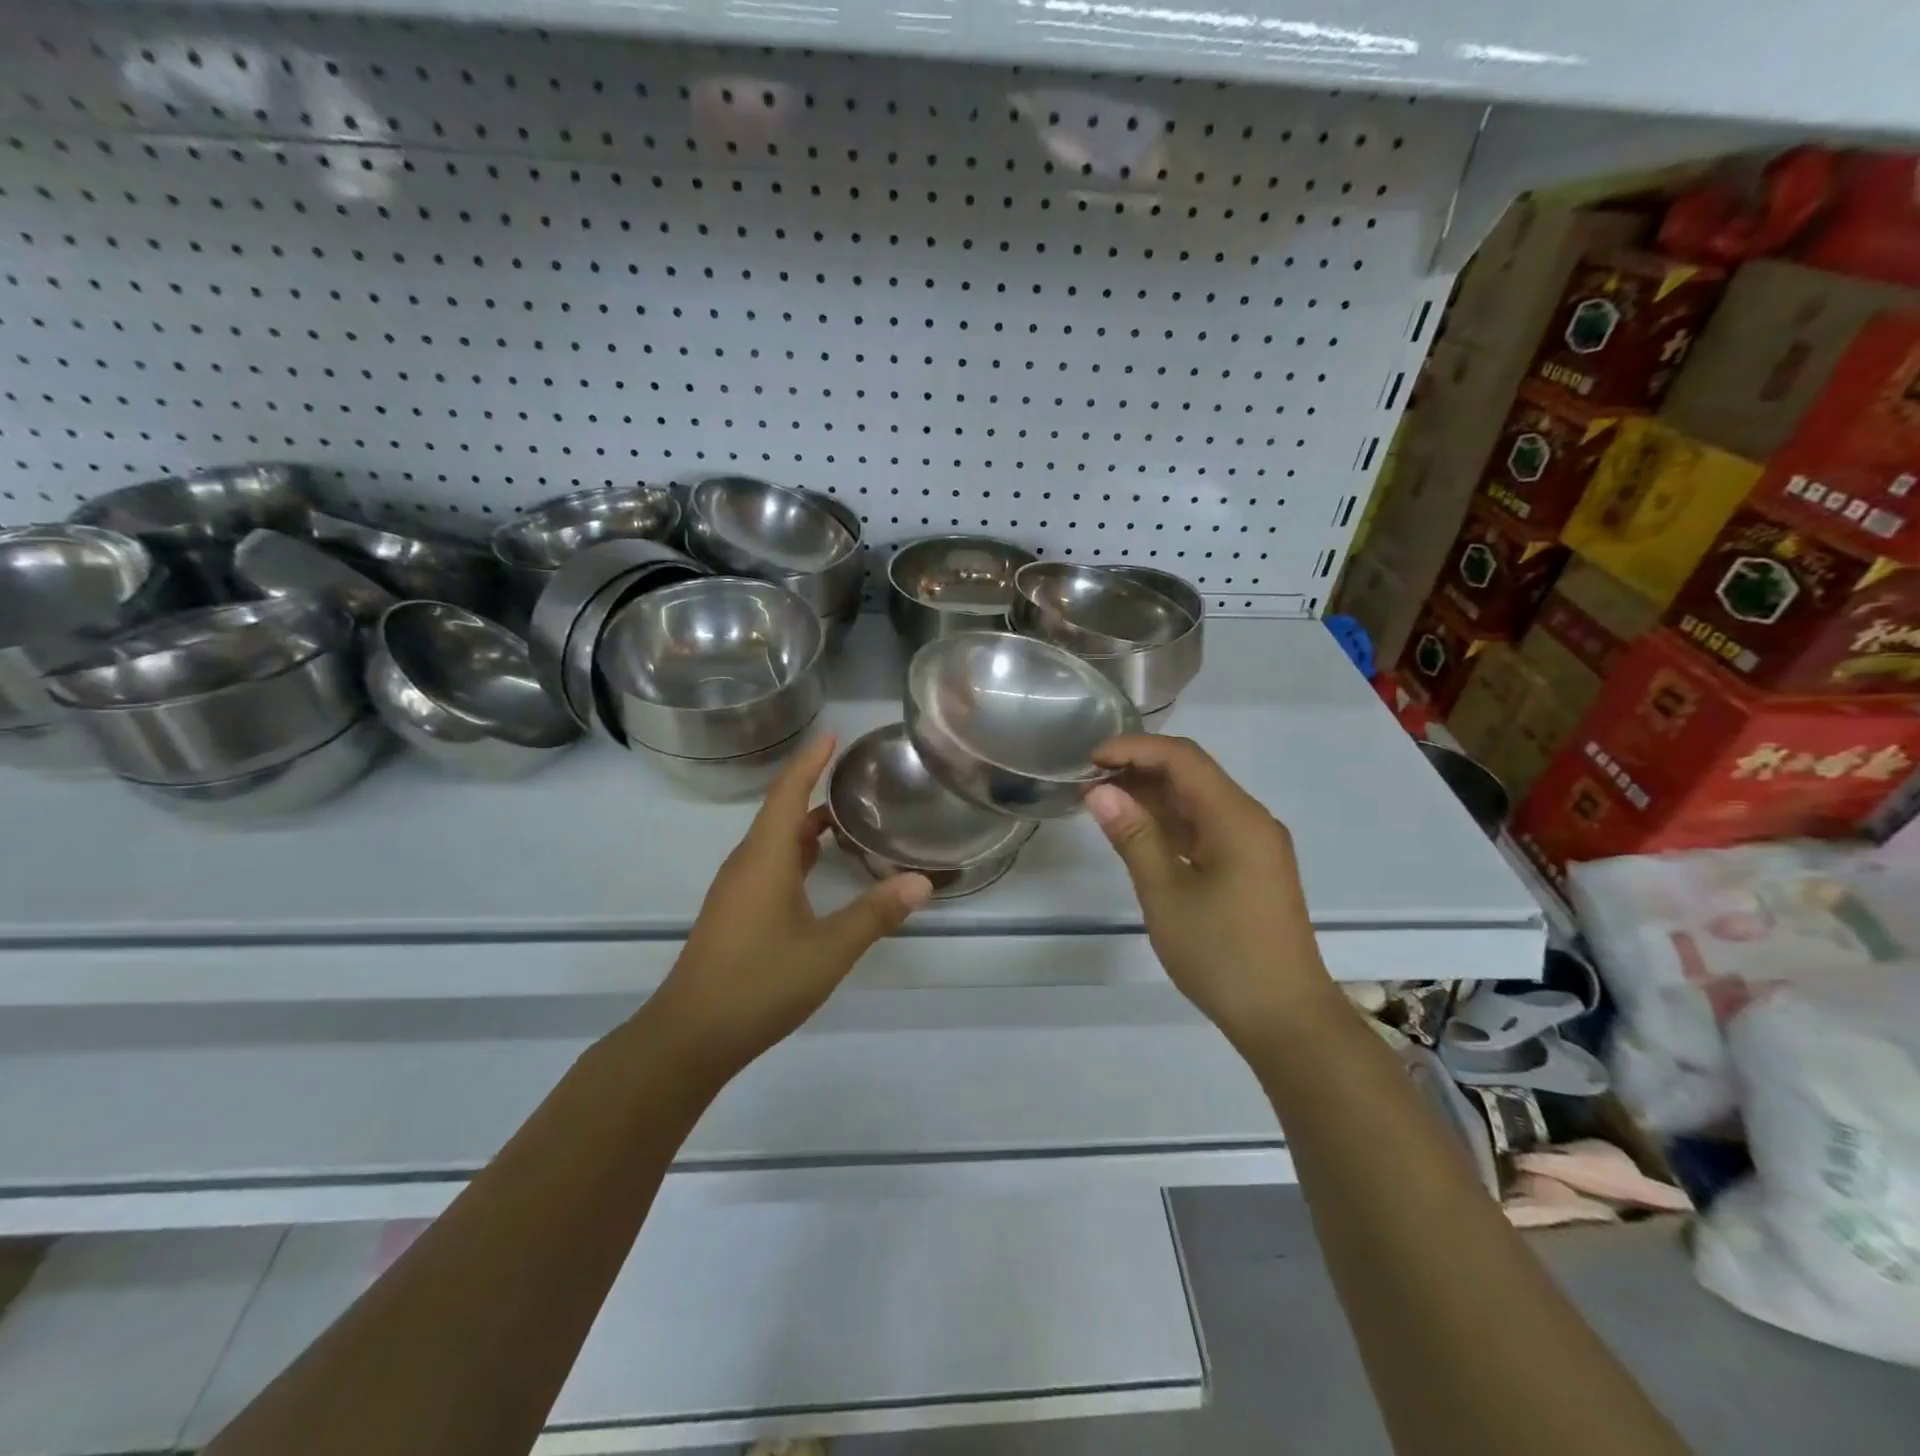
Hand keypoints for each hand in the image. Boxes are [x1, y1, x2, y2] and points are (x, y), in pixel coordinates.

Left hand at [647, 734, 932, 1075]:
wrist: (690, 1036)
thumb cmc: (760, 983)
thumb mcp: (829, 949)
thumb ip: (875, 913)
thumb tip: (921, 881)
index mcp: (766, 858)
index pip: (788, 792)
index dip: (810, 761)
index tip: (832, 735)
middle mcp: (747, 864)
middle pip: (781, 813)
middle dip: (814, 789)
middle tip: (855, 779)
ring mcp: (737, 890)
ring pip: (775, 842)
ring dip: (807, 826)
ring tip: (846, 819)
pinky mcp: (735, 913)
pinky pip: (769, 865)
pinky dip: (797, 854)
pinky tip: (818, 870)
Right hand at [1085, 735, 1339, 1050]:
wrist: (1286, 1018)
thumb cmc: (1222, 954)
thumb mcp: (1166, 894)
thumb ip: (1133, 836)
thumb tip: (1099, 791)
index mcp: (1236, 817)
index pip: (1183, 758)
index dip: (1134, 749)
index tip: (1090, 760)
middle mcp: (1250, 820)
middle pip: (1192, 775)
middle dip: (1140, 771)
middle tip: (1089, 783)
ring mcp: (1253, 845)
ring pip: (1198, 802)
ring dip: (1153, 798)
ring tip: (1103, 805)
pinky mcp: (1250, 869)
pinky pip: (1207, 829)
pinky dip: (1170, 825)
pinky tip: (1138, 833)